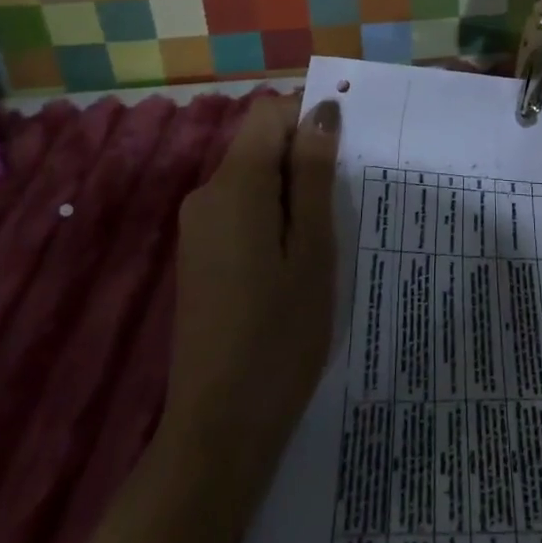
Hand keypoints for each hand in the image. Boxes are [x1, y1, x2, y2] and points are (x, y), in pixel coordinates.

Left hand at [160, 94, 340, 488]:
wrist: (218, 431)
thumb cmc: (279, 335)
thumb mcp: (313, 248)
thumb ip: (314, 173)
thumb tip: (323, 110)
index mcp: (235, 184)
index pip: (269, 112)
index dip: (308, 119)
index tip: (344, 157)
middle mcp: (207, 194)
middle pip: (260, 144)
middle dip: (304, 160)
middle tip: (343, 206)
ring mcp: (198, 228)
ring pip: (253, 179)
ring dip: (292, 193)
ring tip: (325, 241)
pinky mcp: (199, 256)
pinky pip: (240, 210)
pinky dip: (272, 217)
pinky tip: (295, 264)